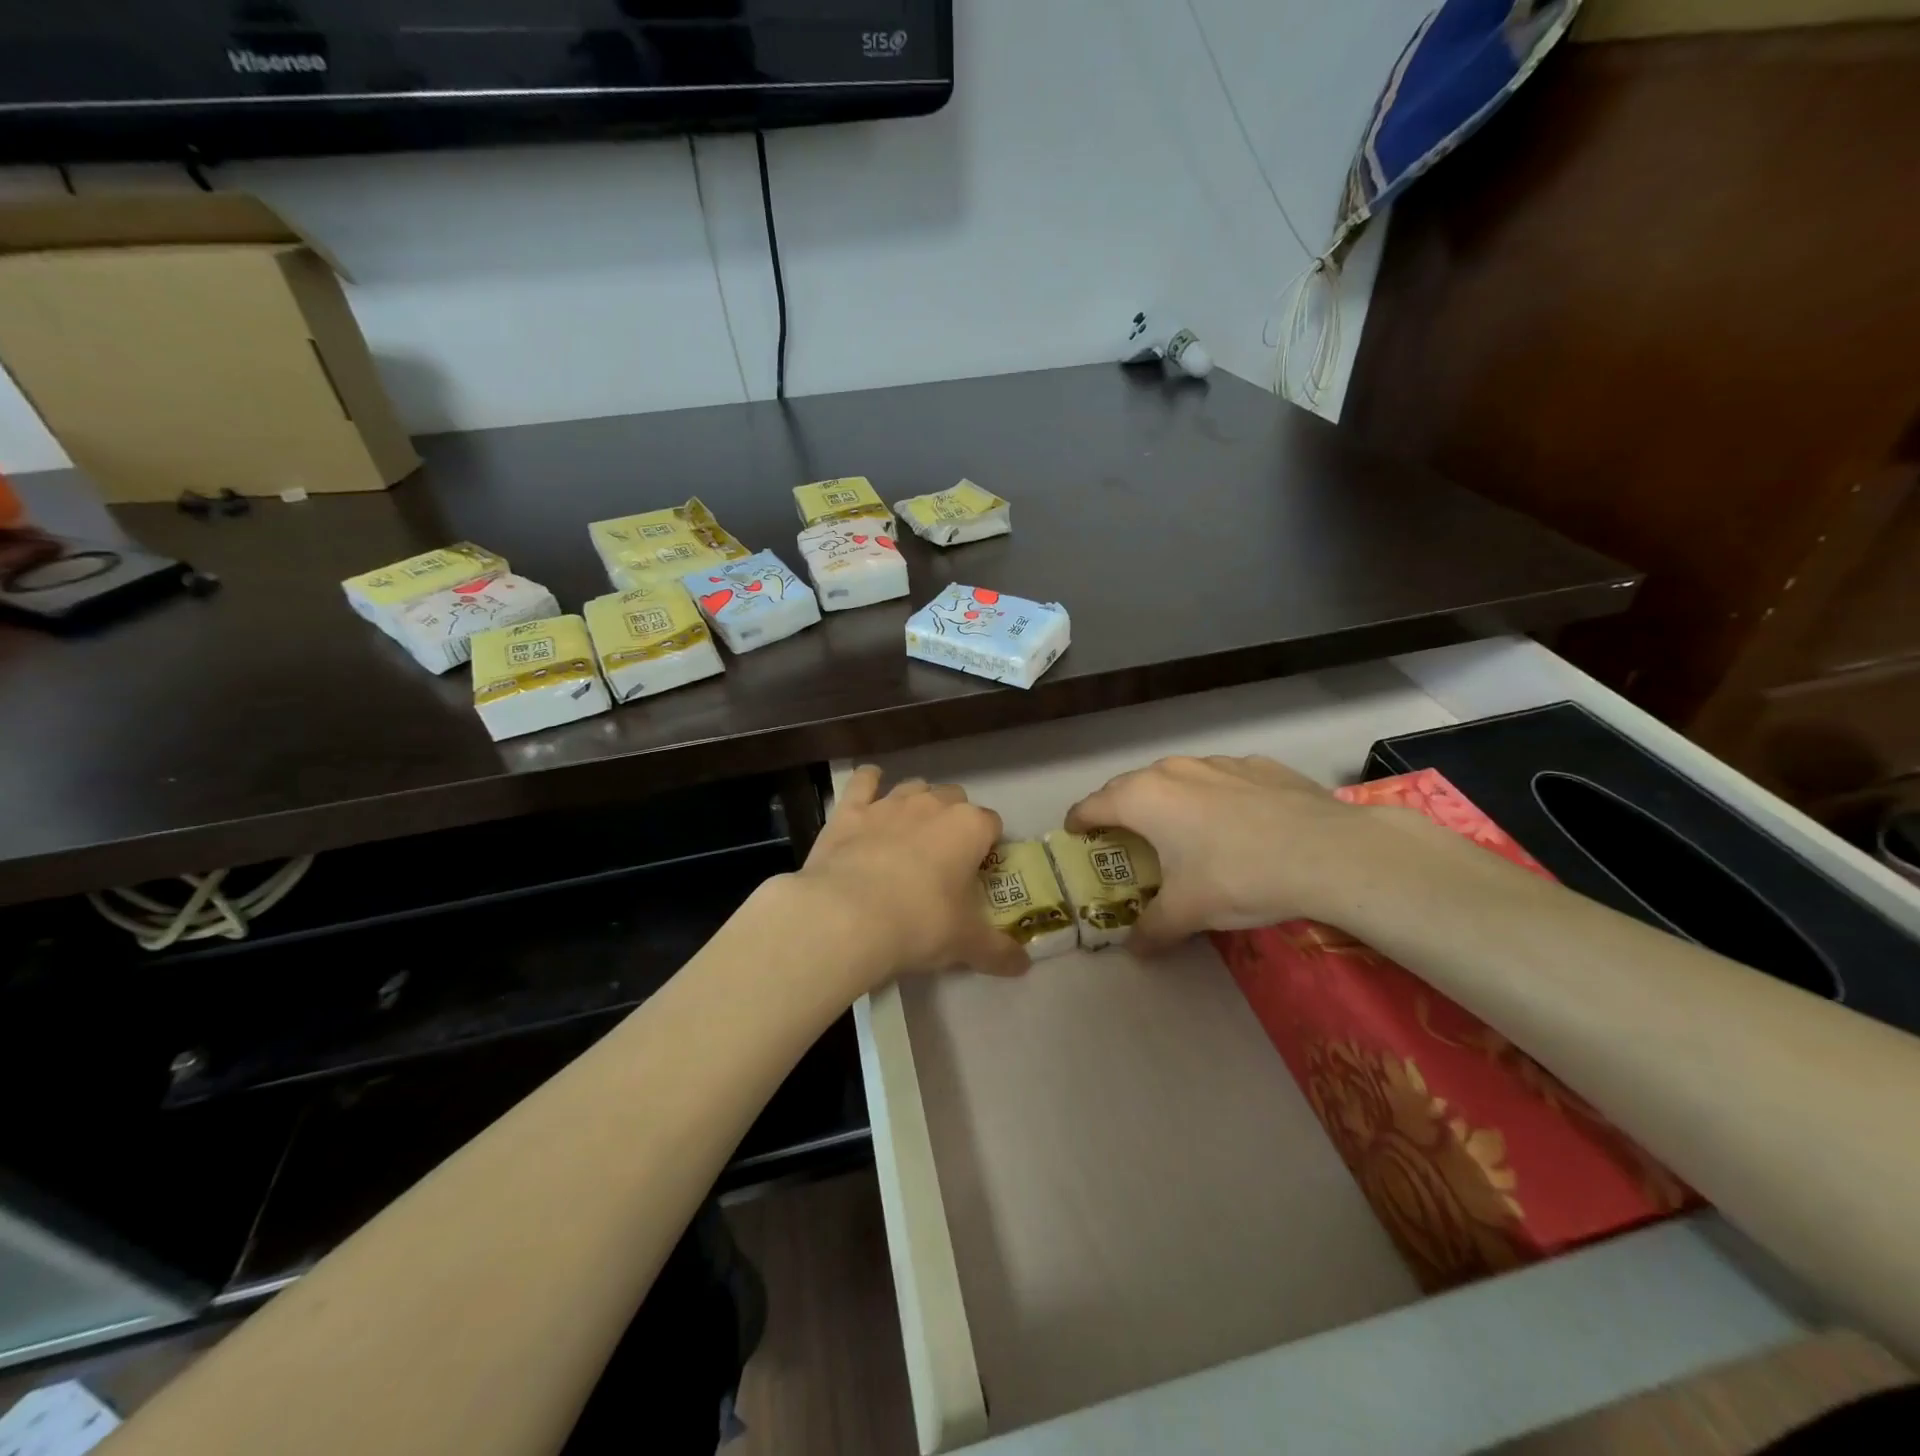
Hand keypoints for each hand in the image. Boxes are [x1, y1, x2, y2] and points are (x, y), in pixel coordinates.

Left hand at [795, 766, 1029, 988]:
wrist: (848, 917)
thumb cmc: (920, 924)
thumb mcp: (966, 944)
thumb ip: (999, 951)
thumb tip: (1024, 966)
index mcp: (969, 827)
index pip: (992, 824)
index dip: (988, 845)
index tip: (980, 870)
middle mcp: (933, 804)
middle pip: (954, 799)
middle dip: (954, 820)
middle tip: (945, 856)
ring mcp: (889, 803)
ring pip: (914, 787)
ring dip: (917, 802)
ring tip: (911, 831)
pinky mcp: (851, 810)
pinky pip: (863, 781)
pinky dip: (869, 782)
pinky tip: (869, 789)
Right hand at [1065, 755, 1367, 953]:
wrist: (1330, 852)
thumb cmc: (1239, 876)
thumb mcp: (1188, 912)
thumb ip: (1152, 929)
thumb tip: (1134, 950)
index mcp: (1143, 799)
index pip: (1093, 805)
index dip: (1079, 822)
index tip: (1075, 834)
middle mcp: (1172, 770)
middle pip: (1129, 786)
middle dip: (1119, 809)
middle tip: (1122, 837)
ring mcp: (1217, 762)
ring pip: (1176, 777)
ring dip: (1167, 800)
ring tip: (1179, 828)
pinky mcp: (1258, 765)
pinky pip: (1220, 778)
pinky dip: (1213, 796)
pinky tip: (1235, 821)